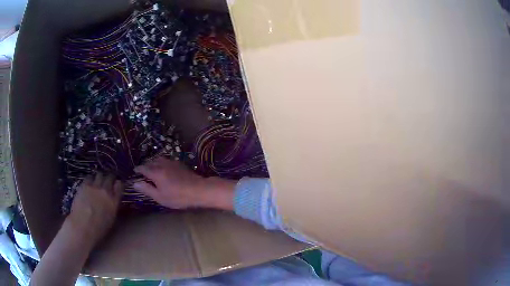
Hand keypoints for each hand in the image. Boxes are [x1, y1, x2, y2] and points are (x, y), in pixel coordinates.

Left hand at [67, 173, 122, 246]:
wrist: (83, 226)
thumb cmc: (98, 228)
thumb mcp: (111, 219)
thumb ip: (113, 206)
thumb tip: (112, 200)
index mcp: (114, 202)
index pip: (120, 186)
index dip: (118, 183)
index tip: (117, 183)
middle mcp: (106, 191)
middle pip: (110, 177)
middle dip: (110, 177)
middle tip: (108, 179)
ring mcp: (95, 187)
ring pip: (99, 175)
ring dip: (100, 177)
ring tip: (98, 180)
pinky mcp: (84, 185)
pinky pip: (89, 177)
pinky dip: (90, 178)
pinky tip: (89, 182)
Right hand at [133, 157, 235, 209]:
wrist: (198, 189)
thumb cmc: (178, 196)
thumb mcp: (160, 197)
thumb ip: (147, 189)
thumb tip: (135, 183)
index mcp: (155, 173)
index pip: (143, 168)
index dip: (138, 169)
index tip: (135, 171)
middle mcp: (162, 164)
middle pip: (151, 162)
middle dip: (145, 165)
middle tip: (143, 170)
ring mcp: (172, 162)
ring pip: (159, 159)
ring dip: (153, 162)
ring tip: (152, 168)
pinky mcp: (180, 164)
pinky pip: (167, 160)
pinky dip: (162, 163)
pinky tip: (164, 168)